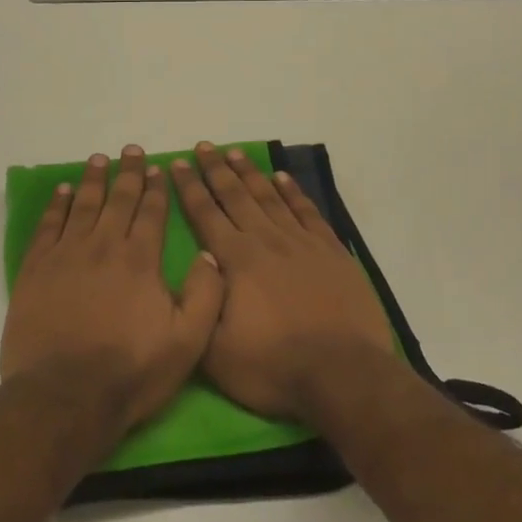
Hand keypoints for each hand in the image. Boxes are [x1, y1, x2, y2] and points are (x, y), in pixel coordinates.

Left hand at [1, 145, 225, 432]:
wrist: (66, 395)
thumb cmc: (131, 372)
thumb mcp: (188, 342)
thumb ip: (205, 295)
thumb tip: (208, 254)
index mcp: (141, 260)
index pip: (152, 213)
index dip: (156, 189)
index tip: (158, 168)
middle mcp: (104, 246)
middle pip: (118, 200)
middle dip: (127, 173)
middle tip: (130, 150)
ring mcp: (66, 255)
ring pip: (83, 205)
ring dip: (93, 180)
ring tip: (98, 159)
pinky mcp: (36, 269)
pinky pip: (48, 226)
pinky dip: (57, 205)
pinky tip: (63, 191)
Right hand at [169, 143, 394, 423]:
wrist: (342, 374)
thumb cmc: (272, 366)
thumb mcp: (215, 350)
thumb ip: (199, 304)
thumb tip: (198, 265)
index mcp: (235, 260)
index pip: (205, 214)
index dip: (190, 188)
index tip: (179, 164)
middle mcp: (266, 241)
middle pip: (236, 196)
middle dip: (216, 170)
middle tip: (204, 146)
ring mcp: (302, 243)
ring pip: (270, 197)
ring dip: (251, 173)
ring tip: (236, 153)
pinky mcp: (331, 252)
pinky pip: (307, 212)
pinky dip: (293, 192)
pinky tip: (283, 178)